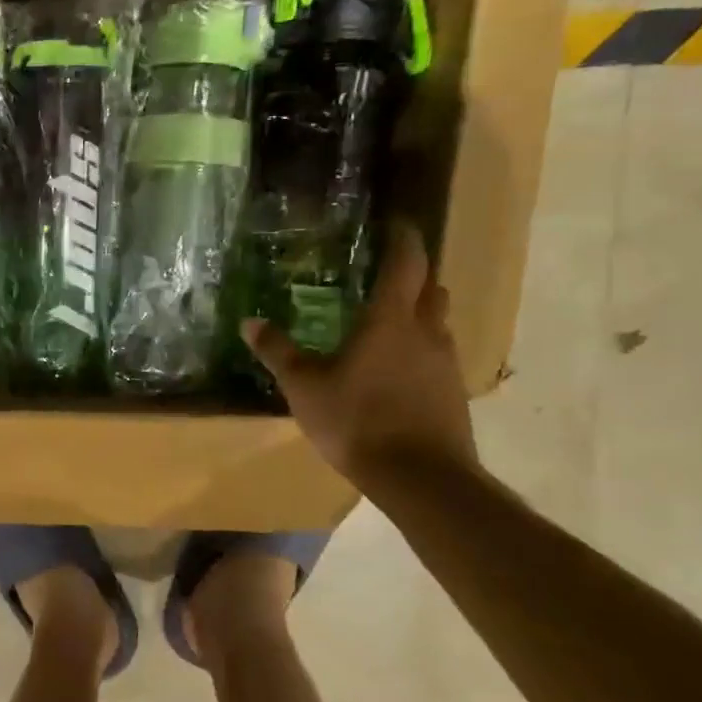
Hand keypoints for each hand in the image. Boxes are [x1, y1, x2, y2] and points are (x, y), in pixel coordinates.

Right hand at [242, 224, 475, 489]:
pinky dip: (420, 349)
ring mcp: (444, 363)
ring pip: (437, 323)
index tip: (397, 224)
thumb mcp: (304, 386)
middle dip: (414, 275)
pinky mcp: (452, 392)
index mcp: (390, 320)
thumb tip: (249, 323)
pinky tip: (396, 369)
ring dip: (419, 313)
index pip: (406, 263)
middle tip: (387, 273)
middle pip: (431, 289)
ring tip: (389, 321)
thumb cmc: (357, 420)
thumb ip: (278, 352)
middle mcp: (425, 332)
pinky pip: (437, 356)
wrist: (420, 477)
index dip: (404, 239)